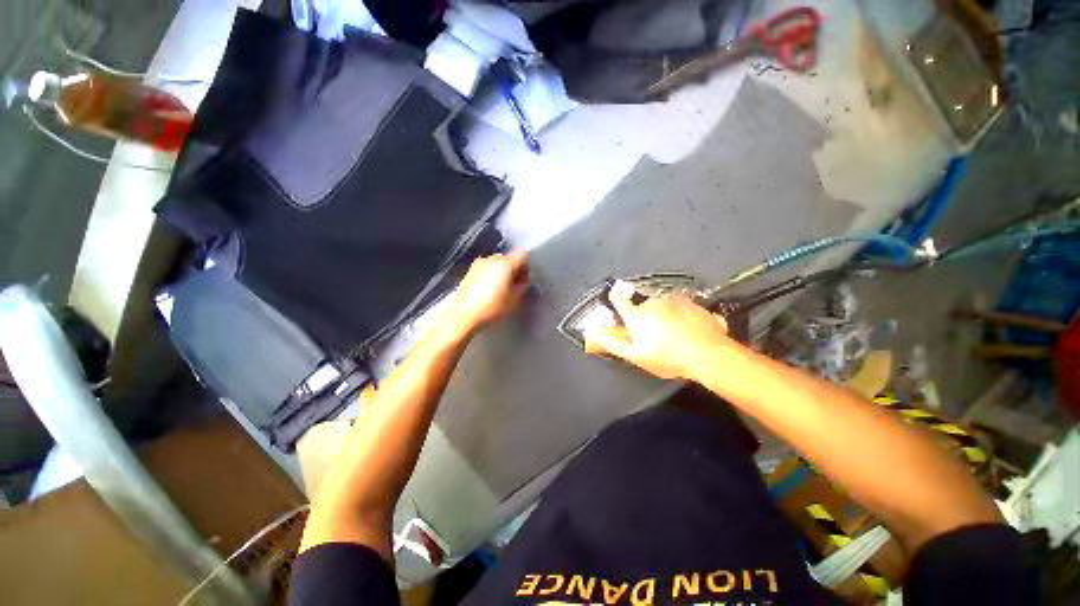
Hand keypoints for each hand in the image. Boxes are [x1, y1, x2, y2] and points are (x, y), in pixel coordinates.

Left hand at [444, 250, 529, 338]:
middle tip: (517, 284)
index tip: (527, 278)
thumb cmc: (491, 308)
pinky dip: (492, 273)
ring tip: (503, 287)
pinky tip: (490, 288)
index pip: (522, 255)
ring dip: (503, 271)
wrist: (464, 315)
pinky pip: (487, 267)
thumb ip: (523, 287)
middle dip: (515, 269)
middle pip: (509, 258)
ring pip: (497, 262)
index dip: (528, 266)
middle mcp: (492, 259)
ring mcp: (479, 263)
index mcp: (505, 264)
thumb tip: (524, 281)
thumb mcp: (514, 300)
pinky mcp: (470, 270)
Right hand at [585, 281, 732, 380]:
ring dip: (664, 316)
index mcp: (637, 315)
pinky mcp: (693, 303)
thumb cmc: (668, 357)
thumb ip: (612, 343)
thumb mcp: (636, 356)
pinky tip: (688, 331)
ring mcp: (675, 300)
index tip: (615, 299)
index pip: (619, 300)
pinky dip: (682, 316)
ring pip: (663, 306)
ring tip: (673, 335)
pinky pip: (681, 308)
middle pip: (642, 306)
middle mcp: (653, 302)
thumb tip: (593, 333)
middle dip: (644, 317)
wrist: (709, 355)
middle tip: (653, 335)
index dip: (615, 300)